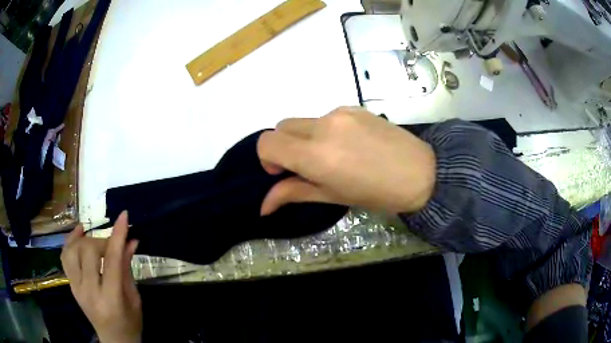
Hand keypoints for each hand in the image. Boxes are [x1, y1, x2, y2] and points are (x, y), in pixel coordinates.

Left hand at [61, 212, 141, 342]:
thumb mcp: (134, 299)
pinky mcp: (70, 285)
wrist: (114, 340)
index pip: (112, 261)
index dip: (117, 236)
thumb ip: (127, 268)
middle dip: (102, 241)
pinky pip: (65, 256)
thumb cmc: (130, 323)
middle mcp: (89, 292)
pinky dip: (70, 241)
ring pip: (73, 250)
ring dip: (86, 240)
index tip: (123, 216)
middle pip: (89, 251)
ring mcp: (76, 288)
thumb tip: (131, 240)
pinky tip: (79, 233)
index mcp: (111, 300)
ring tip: (95, 240)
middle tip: (112, 245)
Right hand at [257, 106, 435, 214]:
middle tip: (306, 166)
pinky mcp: (354, 107)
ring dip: (306, 138)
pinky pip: (326, 117)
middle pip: (281, 127)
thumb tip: (263, 207)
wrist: (422, 173)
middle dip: (285, 147)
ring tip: (334, 156)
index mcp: (316, 155)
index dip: (267, 159)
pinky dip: (325, 130)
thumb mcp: (332, 197)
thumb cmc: (377, 194)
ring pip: (304, 121)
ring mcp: (340, 113)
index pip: (267, 142)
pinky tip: (350, 145)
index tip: (284, 172)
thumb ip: (294, 194)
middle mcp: (323, 126)